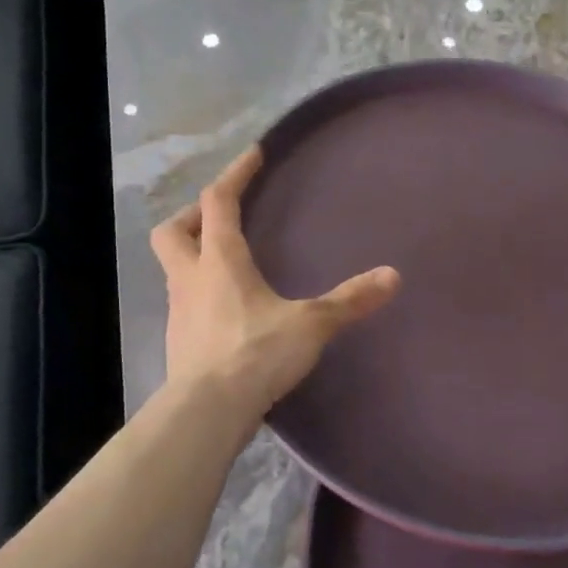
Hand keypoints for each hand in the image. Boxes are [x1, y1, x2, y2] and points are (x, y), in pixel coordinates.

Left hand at [151, 146, 400, 417]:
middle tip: (220, 214)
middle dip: (193, 214)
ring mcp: (180, 312)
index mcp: (220, 261)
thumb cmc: (256, 354)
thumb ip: (350, 300)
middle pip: (173, 231)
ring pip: (175, 268)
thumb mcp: (311, 324)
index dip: (234, 174)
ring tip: (227, 261)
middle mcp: (191, 279)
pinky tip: (228, 309)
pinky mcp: (181, 342)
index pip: (218, 202)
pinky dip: (202, 292)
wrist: (207, 412)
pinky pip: (186, 302)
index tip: (253, 155)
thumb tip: (393, 276)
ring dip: (195, 255)